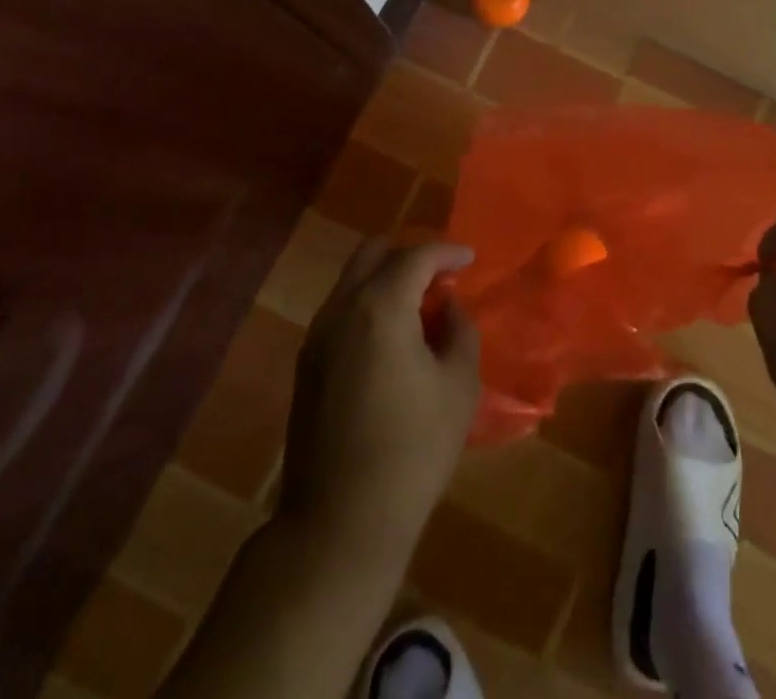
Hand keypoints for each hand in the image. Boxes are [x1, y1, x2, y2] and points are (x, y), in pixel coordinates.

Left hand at [277, 241, 480, 557]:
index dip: (447, 252)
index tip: (469, 259)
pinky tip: (392, 337)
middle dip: (410, 256)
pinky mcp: (305, 366)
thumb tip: (447, 306)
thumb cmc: (412, 449)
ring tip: (420, 307)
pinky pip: (340, 311)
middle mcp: (341, 310)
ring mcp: (316, 337)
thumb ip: (459, 330)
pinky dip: (368, 304)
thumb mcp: (459, 385)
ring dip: (386, 280)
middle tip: (440, 277)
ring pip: (351, 281)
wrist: (339, 523)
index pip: (416, 256)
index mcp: (380, 307)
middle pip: (373, 253)